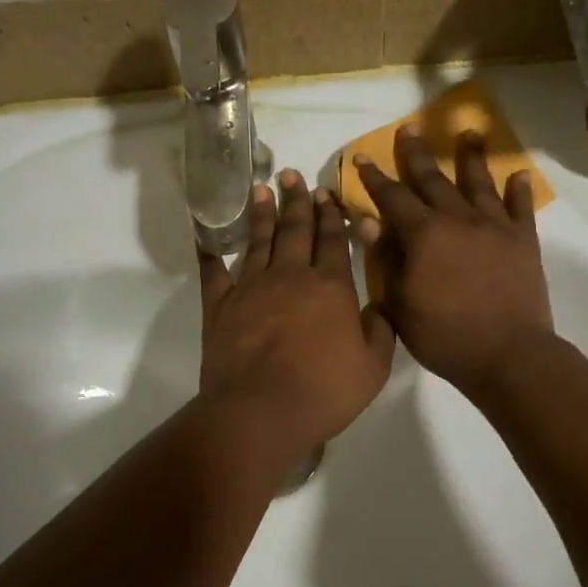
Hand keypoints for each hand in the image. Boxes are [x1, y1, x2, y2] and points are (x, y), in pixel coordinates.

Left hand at [198, 170, 395, 454]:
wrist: (260, 412)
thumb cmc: (323, 391)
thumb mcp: (373, 367)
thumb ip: (380, 331)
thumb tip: (378, 307)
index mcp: (330, 286)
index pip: (332, 240)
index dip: (330, 215)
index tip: (326, 192)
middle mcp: (290, 276)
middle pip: (295, 230)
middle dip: (296, 200)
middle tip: (292, 174)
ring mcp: (250, 288)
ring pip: (258, 241)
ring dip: (262, 214)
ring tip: (262, 189)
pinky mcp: (219, 306)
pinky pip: (213, 272)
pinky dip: (210, 253)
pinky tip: (207, 237)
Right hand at [353, 126, 553, 394]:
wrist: (507, 354)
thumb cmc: (444, 336)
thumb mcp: (401, 303)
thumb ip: (386, 258)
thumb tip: (368, 220)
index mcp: (423, 234)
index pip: (392, 198)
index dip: (375, 178)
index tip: (363, 157)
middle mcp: (458, 219)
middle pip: (434, 179)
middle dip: (417, 154)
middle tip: (410, 128)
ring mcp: (494, 227)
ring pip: (479, 183)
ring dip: (471, 157)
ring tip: (468, 132)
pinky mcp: (523, 241)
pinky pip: (521, 208)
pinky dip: (519, 190)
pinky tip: (518, 174)